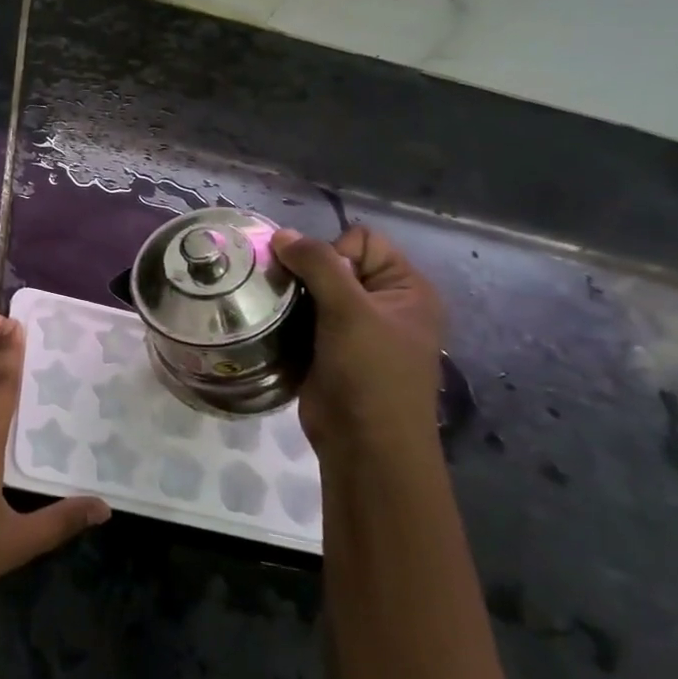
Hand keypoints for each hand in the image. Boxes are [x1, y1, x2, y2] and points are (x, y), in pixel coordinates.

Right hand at [273, 225, 443, 464]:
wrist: (365, 445)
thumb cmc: (371, 373)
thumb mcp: (350, 311)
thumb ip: (318, 265)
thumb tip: (282, 233)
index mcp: (406, 288)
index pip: (362, 241)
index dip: (334, 253)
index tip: (320, 285)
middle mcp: (384, 303)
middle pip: (335, 263)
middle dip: (305, 272)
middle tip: (284, 292)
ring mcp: (356, 328)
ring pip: (314, 290)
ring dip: (291, 295)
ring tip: (272, 306)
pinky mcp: (330, 349)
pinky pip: (303, 317)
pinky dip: (287, 317)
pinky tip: (271, 324)